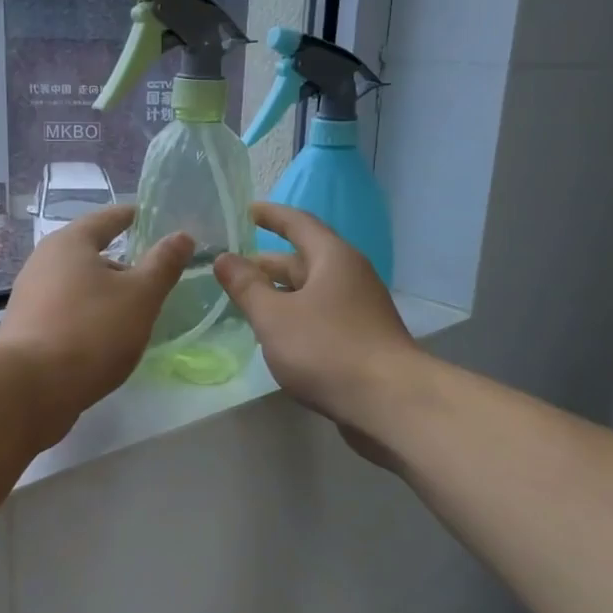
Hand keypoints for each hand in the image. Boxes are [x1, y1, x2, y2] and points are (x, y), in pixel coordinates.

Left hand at [0, 205, 191, 446]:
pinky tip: (106, 339)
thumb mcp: (140, 296)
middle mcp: (43, 262)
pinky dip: (89, 317)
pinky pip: (67, 313)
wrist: (30, 388)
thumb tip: (182, 236)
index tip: (149, 216)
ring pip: (78, 286)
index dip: (130, 217)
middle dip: (121, 263)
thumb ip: (163, 265)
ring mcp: (30, 298)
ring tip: (134, 312)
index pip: (106, 219)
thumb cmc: (91, 331)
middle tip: (152, 277)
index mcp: (69, 243)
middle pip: (89, 254)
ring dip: (105, 294)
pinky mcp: (27, 330)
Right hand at [213, 203, 418, 441]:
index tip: (248, 211)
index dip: (272, 216)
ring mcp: (360, 309)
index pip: (299, 224)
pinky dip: (296, 316)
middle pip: (304, 259)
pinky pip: (321, 315)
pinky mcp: (362, 339)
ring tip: (247, 302)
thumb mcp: (274, 316)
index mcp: (333, 258)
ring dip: (280, 293)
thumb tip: (224, 258)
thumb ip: (246, 287)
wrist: (389, 401)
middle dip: (267, 263)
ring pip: (312, 291)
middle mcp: (350, 276)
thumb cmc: (326, 348)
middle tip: (232, 269)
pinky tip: (277, 335)